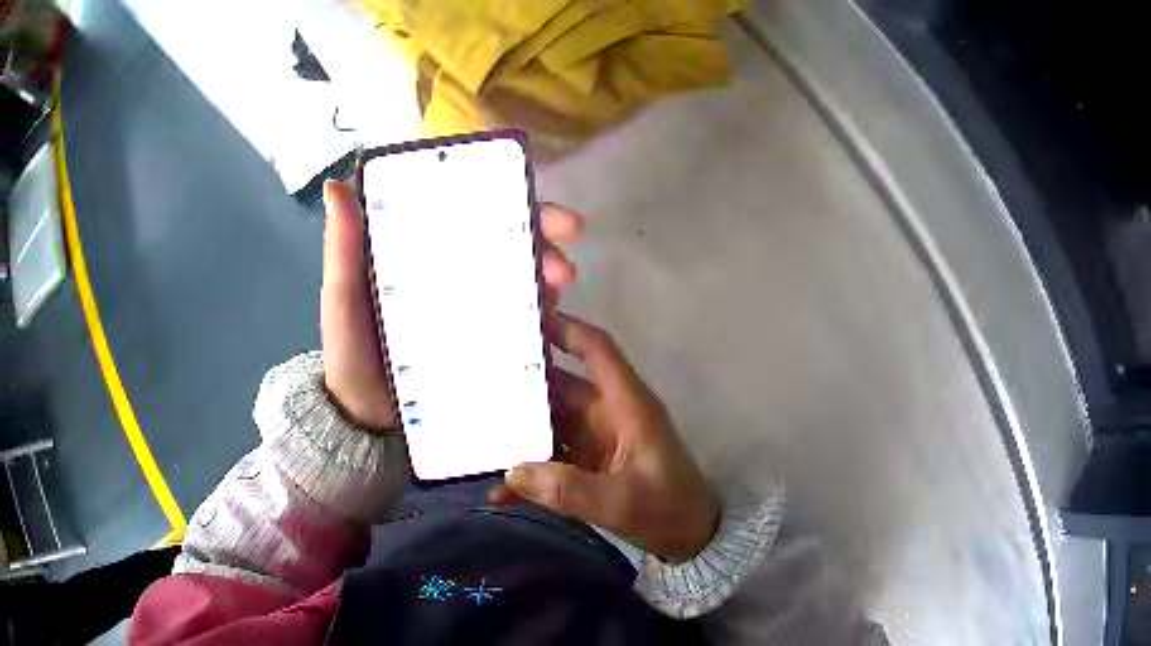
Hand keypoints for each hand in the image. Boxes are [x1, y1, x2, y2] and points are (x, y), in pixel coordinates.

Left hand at [321, 181, 583, 432]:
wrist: (365, 419)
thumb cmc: (350, 353)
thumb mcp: (343, 299)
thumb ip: (342, 249)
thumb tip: (336, 185)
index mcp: (418, 251)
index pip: (464, 210)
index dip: (502, 197)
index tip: (535, 198)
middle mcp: (449, 271)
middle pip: (501, 239)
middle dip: (541, 236)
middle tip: (560, 255)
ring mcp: (468, 307)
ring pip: (516, 276)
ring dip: (545, 274)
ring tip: (559, 287)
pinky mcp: (481, 341)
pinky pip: (516, 321)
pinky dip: (539, 315)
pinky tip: (553, 320)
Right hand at [489, 311, 720, 562]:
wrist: (689, 538)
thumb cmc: (667, 509)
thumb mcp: (620, 502)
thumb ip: (568, 489)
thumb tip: (512, 472)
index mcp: (627, 406)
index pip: (597, 351)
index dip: (566, 328)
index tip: (524, 317)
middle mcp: (610, 415)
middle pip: (563, 384)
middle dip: (524, 379)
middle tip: (478, 372)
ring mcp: (598, 441)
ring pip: (552, 420)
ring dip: (520, 425)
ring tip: (476, 424)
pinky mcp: (590, 465)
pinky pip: (553, 457)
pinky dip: (530, 470)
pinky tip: (501, 490)